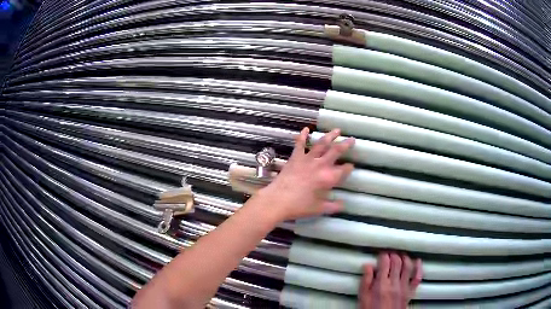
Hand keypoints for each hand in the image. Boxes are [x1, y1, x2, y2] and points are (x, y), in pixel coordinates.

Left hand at [255, 127, 353, 221]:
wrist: (277, 200)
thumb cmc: (299, 206)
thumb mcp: (319, 209)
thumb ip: (333, 206)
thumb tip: (343, 204)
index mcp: (328, 178)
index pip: (344, 170)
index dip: (349, 167)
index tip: (351, 165)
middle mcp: (320, 165)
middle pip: (336, 151)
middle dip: (345, 145)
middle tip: (352, 139)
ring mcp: (307, 159)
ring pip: (321, 144)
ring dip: (330, 136)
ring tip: (337, 130)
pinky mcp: (295, 157)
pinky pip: (300, 144)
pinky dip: (303, 135)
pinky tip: (306, 129)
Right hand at [359, 252, 422, 308]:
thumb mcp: (363, 298)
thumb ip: (366, 281)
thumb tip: (367, 266)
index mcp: (381, 285)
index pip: (385, 263)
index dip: (383, 255)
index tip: (381, 254)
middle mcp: (394, 284)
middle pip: (397, 262)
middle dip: (393, 255)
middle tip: (390, 253)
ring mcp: (403, 287)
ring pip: (407, 266)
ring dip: (404, 258)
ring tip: (400, 255)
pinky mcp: (410, 292)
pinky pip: (417, 278)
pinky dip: (418, 268)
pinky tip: (417, 261)